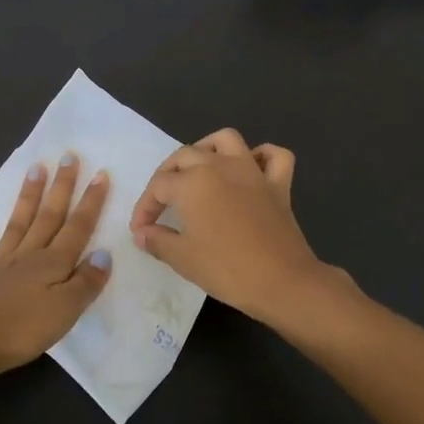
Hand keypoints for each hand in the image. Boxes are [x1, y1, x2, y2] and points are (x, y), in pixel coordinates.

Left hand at [0, 154, 111, 383]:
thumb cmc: (24, 330)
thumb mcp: (67, 310)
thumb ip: (86, 282)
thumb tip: (103, 253)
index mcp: (52, 264)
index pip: (77, 228)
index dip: (91, 202)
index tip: (100, 174)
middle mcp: (26, 256)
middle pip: (48, 216)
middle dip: (61, 187)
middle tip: (68, 156)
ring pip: (16, 224)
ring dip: (26, 196)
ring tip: (35, 168)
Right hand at [129, 130, 330, 321]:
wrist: (282, 282)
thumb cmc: (226, 269)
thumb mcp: (182, 258)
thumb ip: (157, 241)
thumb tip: (142, 233)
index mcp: (192, 182)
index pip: (158, 187)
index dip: (144, 208)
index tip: (141, 231)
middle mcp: (220, 166)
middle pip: (185, 156)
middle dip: (167, 175)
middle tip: (161, 202)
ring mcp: (252, 171)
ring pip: (226, 141)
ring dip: (208, 148)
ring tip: (199, 170)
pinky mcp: (278, 184)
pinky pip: (274, 157)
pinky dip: (262, 156)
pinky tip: (252, 169)